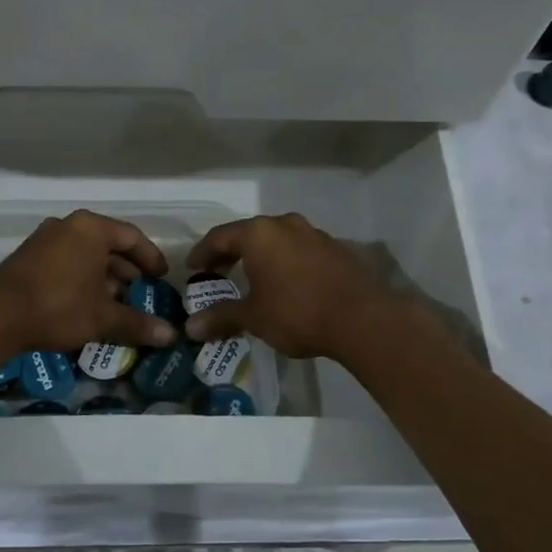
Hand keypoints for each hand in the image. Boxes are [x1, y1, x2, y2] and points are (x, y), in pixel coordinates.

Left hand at [0, 210, 179, 355]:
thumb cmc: (58, 306)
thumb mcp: (102, 317)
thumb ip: (137, 323)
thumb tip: (172, 336)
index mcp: (91, 228)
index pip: (131, 236)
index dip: (150, 257)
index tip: (162, 277)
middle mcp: (68, 226)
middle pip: (107, 243)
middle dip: (126, 270)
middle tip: (140, 292)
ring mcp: (44, 239)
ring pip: (84, 254)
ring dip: (103, 276)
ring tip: (115, 302)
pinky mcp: (27, 257)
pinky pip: (65, 261)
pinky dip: (81, 278)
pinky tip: (86, 304)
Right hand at [182, 213, 397, 359]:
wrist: (362, 319)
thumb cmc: (297, 312)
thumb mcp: (253, 317)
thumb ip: (221, 316)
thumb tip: (190, 327)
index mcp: (258, 233)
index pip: (219, 237)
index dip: (202, 253)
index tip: (192, 269)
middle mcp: (284, 224)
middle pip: (248, 234)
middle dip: (230, 253)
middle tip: (217, 273)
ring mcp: (313, 233)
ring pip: (276, 239)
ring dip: (261, 256)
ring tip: (252, 278)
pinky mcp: (335, 248)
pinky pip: (299, 250)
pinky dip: (285, 262)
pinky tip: (286, 283)